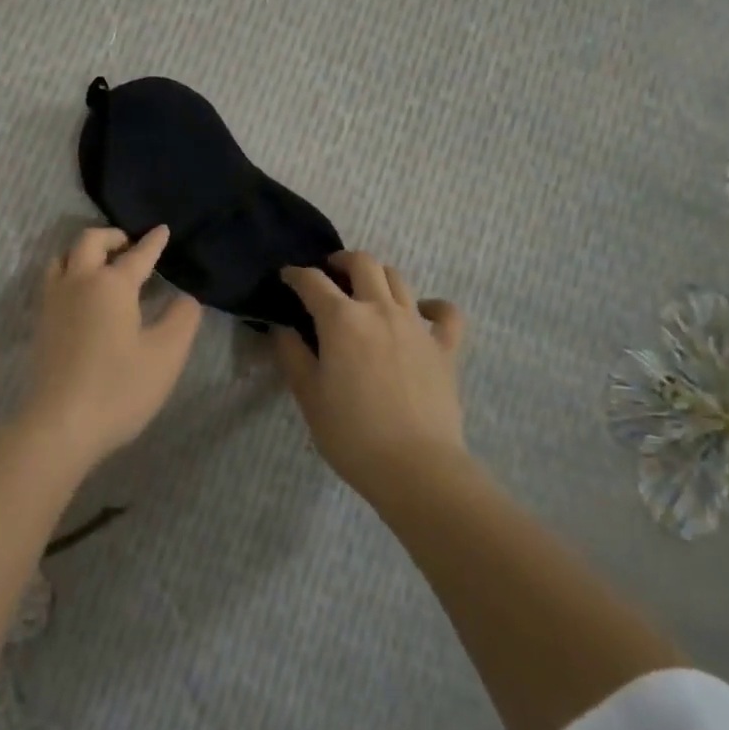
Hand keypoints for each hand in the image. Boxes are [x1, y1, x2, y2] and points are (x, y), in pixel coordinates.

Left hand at [26, 225, 203, 469]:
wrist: (60, 424)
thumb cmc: (119, 388)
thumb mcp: (166, 356)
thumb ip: (182, 320)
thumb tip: (185, 298)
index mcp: (111, 284)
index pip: (137, 255)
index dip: (152, 242)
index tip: (161, 229)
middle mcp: (78, 282)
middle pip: (89, 242)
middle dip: (111, 237)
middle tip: (129, 246)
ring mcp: (53, 302)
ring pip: (62, 258)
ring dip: (83, 252)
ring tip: (100, 265)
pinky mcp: (40, 323)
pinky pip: (52, 281)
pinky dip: (68, 272)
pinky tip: (80, 295)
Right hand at [275, 250, 469, 498]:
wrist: (416, 468)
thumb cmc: (352, 434)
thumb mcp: (308, 396)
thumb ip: (292, 355)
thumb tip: (282, 328)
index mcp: (341, 319)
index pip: (312, 281)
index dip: (295, 274)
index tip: (286, 277)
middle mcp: (379, 309)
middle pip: (363, 263)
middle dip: (341, 261)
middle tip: (330, 274)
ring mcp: (416, 325)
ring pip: (398, 278)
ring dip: (378, 276)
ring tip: (366, 291)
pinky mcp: (445, 347)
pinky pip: (446, 313)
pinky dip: (433, 306)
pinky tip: (422, 313)